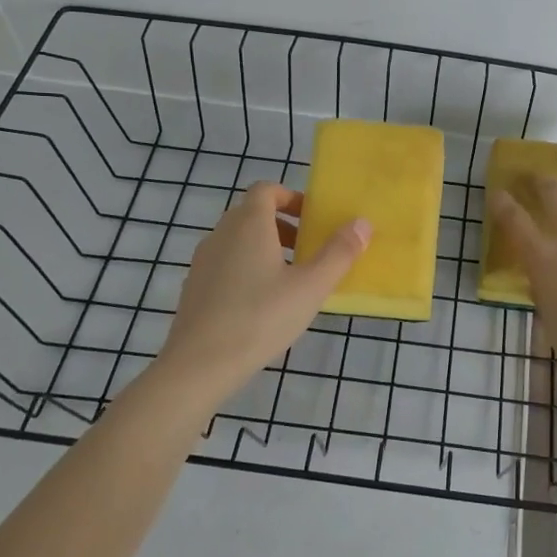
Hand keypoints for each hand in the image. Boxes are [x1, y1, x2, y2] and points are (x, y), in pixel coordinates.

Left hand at [156, 182, 370, 397]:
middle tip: (309, 250)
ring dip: (265, 248)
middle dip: (283, 225)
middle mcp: (221, 234)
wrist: (198, 366)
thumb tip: (362, 223)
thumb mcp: (310, 287)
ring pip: (238, 240)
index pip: (266, 190)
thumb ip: (339, 253)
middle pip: (252, 214)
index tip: (313, 219)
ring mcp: (203, 261)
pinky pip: (225, 264)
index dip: (291, 197)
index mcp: (249, 224)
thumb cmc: (260, 318)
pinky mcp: (194, 288)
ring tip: (289, 280)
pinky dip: (245, 270)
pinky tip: (261, 305)